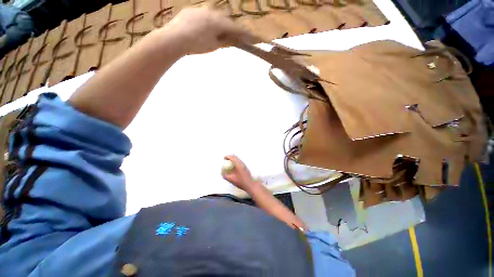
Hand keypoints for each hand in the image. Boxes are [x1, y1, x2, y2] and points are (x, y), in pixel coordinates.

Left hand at [160, 6, 260, 54]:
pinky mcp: (191, 11)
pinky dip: (207, 22)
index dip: (244, 33)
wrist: (175, 38)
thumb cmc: (196, 45)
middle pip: (226, 19)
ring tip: (216, 33)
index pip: (235, 28)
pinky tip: (203, 29)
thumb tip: (231, 38)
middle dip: (231, 27)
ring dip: (218, 23)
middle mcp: (211, 13)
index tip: (252, 37)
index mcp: (219, 23)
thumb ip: (224, 40)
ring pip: (215, 16)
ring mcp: (200, 10)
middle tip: (232, 35)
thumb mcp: (214, 45)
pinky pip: (203, 15)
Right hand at [222, 155, 258, 191]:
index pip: (233, 158)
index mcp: (239, 165)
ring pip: (238, 159)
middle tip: (226, 159)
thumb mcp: (231, 180)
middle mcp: (242, 163)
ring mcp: (244, 165)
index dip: (228, 156)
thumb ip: (226, 176)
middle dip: (230, 157)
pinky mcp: (246, 167)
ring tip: (229, 162)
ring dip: (233, 159)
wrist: (250, 184)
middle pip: (236, 157)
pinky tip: (234, 166)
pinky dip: (236, 161)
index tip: (224, 158)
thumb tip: (222, 172)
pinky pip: (239, 161)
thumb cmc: (241, 182)